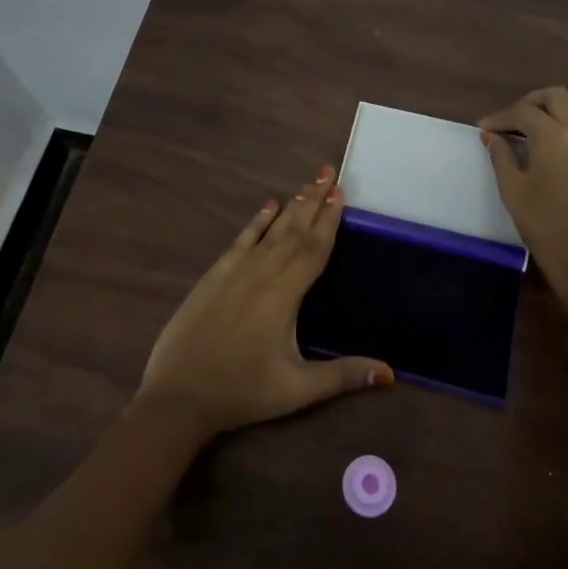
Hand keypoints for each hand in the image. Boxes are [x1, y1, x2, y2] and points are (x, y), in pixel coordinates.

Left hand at [135, 166, 394, 437]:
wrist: (178, 395)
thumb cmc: (242, 392)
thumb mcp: (297, 390)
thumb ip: (343, 376)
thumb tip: (390, 371)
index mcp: (284, 294)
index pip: (313, 248)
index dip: (329, 219)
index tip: (341, 192)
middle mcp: (261, 273)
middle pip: (294, 230)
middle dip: (313, 200)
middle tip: (329, 173)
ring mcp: (234, 272)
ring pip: (270, 231)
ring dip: (291, 206)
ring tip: (307, 185)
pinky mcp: (214, 277)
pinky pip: (241, 241)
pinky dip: (256, 222)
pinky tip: (267, 207)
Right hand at [479, 87, 567, 307]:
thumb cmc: (544, 224)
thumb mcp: (513, 189)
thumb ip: (501, 156)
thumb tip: (490, 136)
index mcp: (553, 135)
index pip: (523, 112)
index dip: (500, 118)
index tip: (484, 129)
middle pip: (556, 97)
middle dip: (531, 103)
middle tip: (511, 121)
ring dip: (557, 110)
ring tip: (538, 128)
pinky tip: (560, 144)